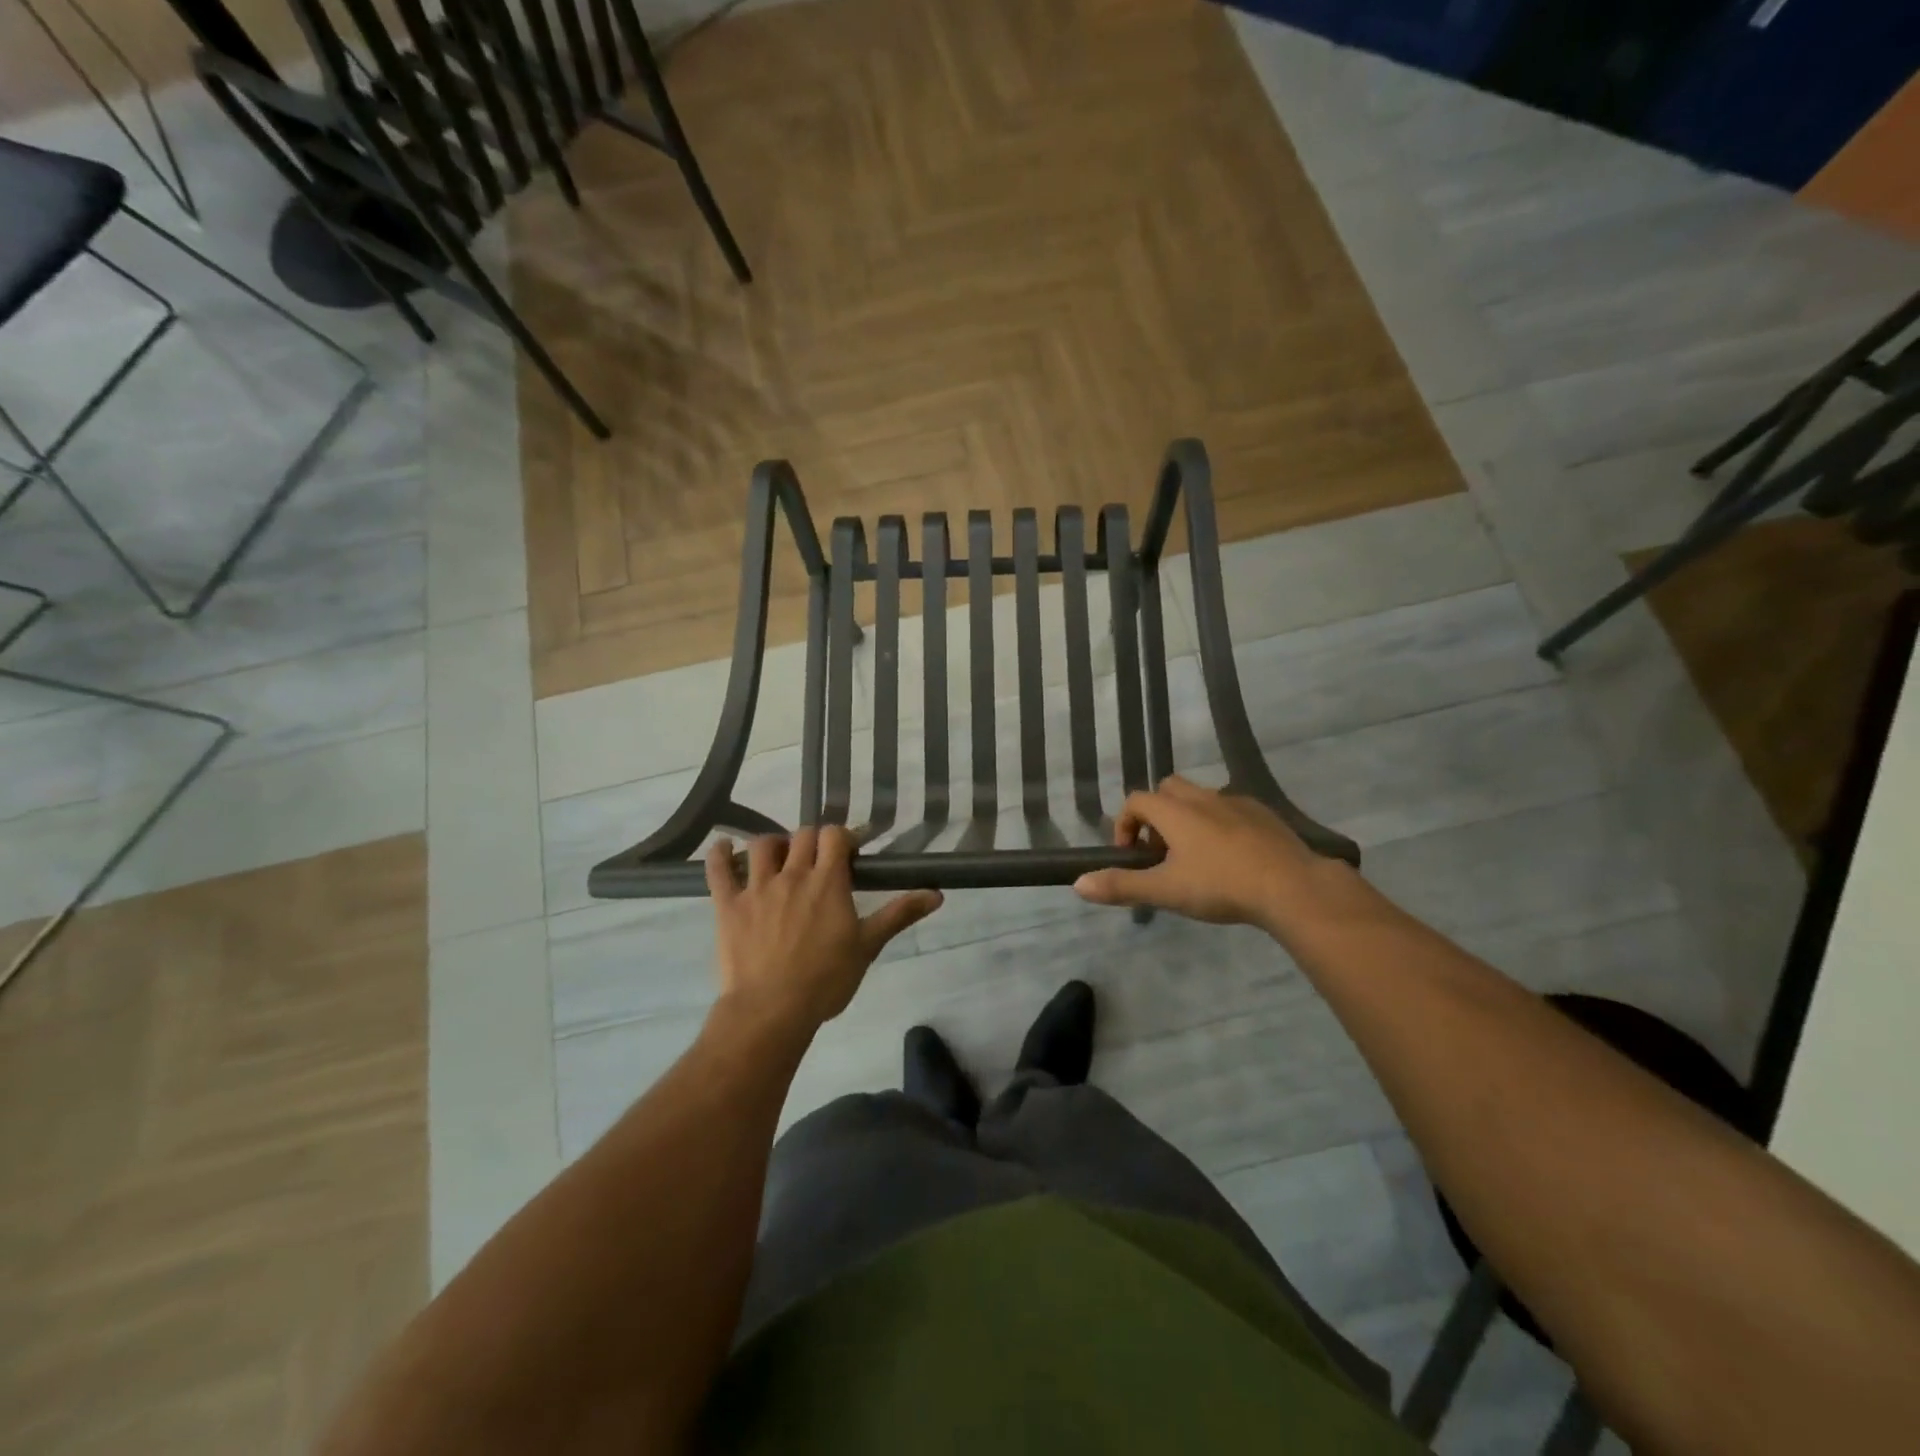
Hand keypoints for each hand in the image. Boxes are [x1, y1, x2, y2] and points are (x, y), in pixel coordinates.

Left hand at [706, 826, 941, 1031]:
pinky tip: (723, 849)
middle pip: (801, 836)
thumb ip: (899, 914)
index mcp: (827, 881)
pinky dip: (719, 855)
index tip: (849, 851)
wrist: (772, 1010)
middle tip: (817, 860)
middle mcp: (792, 874)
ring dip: (771, 845)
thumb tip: (937, 894)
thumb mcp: (868, 945)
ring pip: (761, 846)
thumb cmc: (826, 979)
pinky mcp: (727, 905)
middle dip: (811, 841)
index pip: (834, 836)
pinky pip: (718, 870)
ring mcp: (756, 887)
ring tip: (777, 858)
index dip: (842, 837)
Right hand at [1073, 776, 1364, 932]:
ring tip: (1194, 857)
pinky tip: (1231, 857)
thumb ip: (1121, 886)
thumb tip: (1079, 884)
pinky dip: (1220, 824)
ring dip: (1188, 818)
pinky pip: (1231, 809)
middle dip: (1156, 814)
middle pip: (1167, 789)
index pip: (1136, 800)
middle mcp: (1203, 798)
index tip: (1131, 856)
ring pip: (1201, 798)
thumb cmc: (1220, 886)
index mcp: (1175, 811)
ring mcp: (1236, 803)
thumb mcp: (1165, 891)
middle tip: (1161, 852)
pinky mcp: (1264, 815)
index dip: (1125, 824)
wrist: (1291, 886)